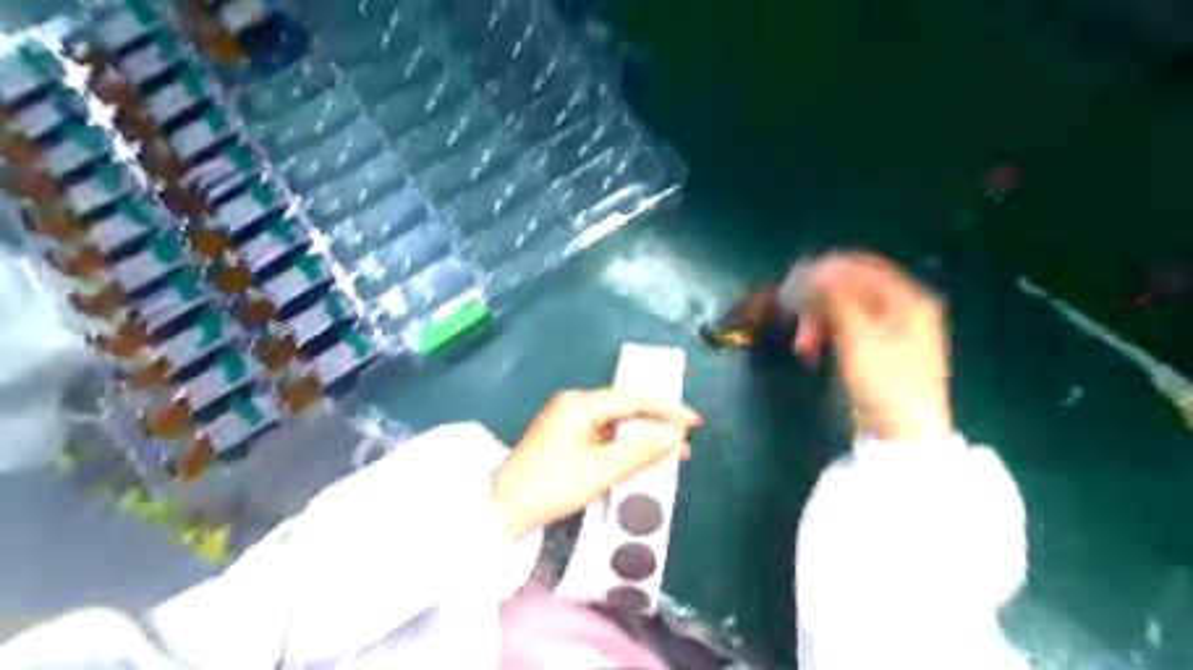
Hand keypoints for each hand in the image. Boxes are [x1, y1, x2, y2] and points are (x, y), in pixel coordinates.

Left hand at [493, 387, 701, 537]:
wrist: (503, 509)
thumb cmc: (552, 486)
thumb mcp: (601, 470)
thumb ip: (641, 451)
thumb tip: (676, 437)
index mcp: (580, 404)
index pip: (632, 399)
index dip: (666, 410)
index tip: (694, 420)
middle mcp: (574, 405)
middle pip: (624, 409)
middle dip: (655, 424)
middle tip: (685, 441)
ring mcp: (567, 421)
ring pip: (614, 424)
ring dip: (640, 438)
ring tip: (670, 453)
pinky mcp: (565, 438)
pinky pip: (602, 436)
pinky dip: (622, 446)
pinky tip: (639, 458)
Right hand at [791, 251, 957, 444]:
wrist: (905, 434)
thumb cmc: (885, 381)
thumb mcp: (857, 335)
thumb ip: (836, 298)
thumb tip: (814, 270)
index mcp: (909, 299)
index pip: (863, 268)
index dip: (827, 269)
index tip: (794, 277)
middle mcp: (905, 309)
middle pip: (853, 290)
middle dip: (819, 301)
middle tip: (791, 315)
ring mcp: (895, 331)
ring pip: (848, 311)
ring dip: (820, 321)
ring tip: (801, 344)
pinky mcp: (882, 351)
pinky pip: (850, 330)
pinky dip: (829, 335)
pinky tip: (811, 349)